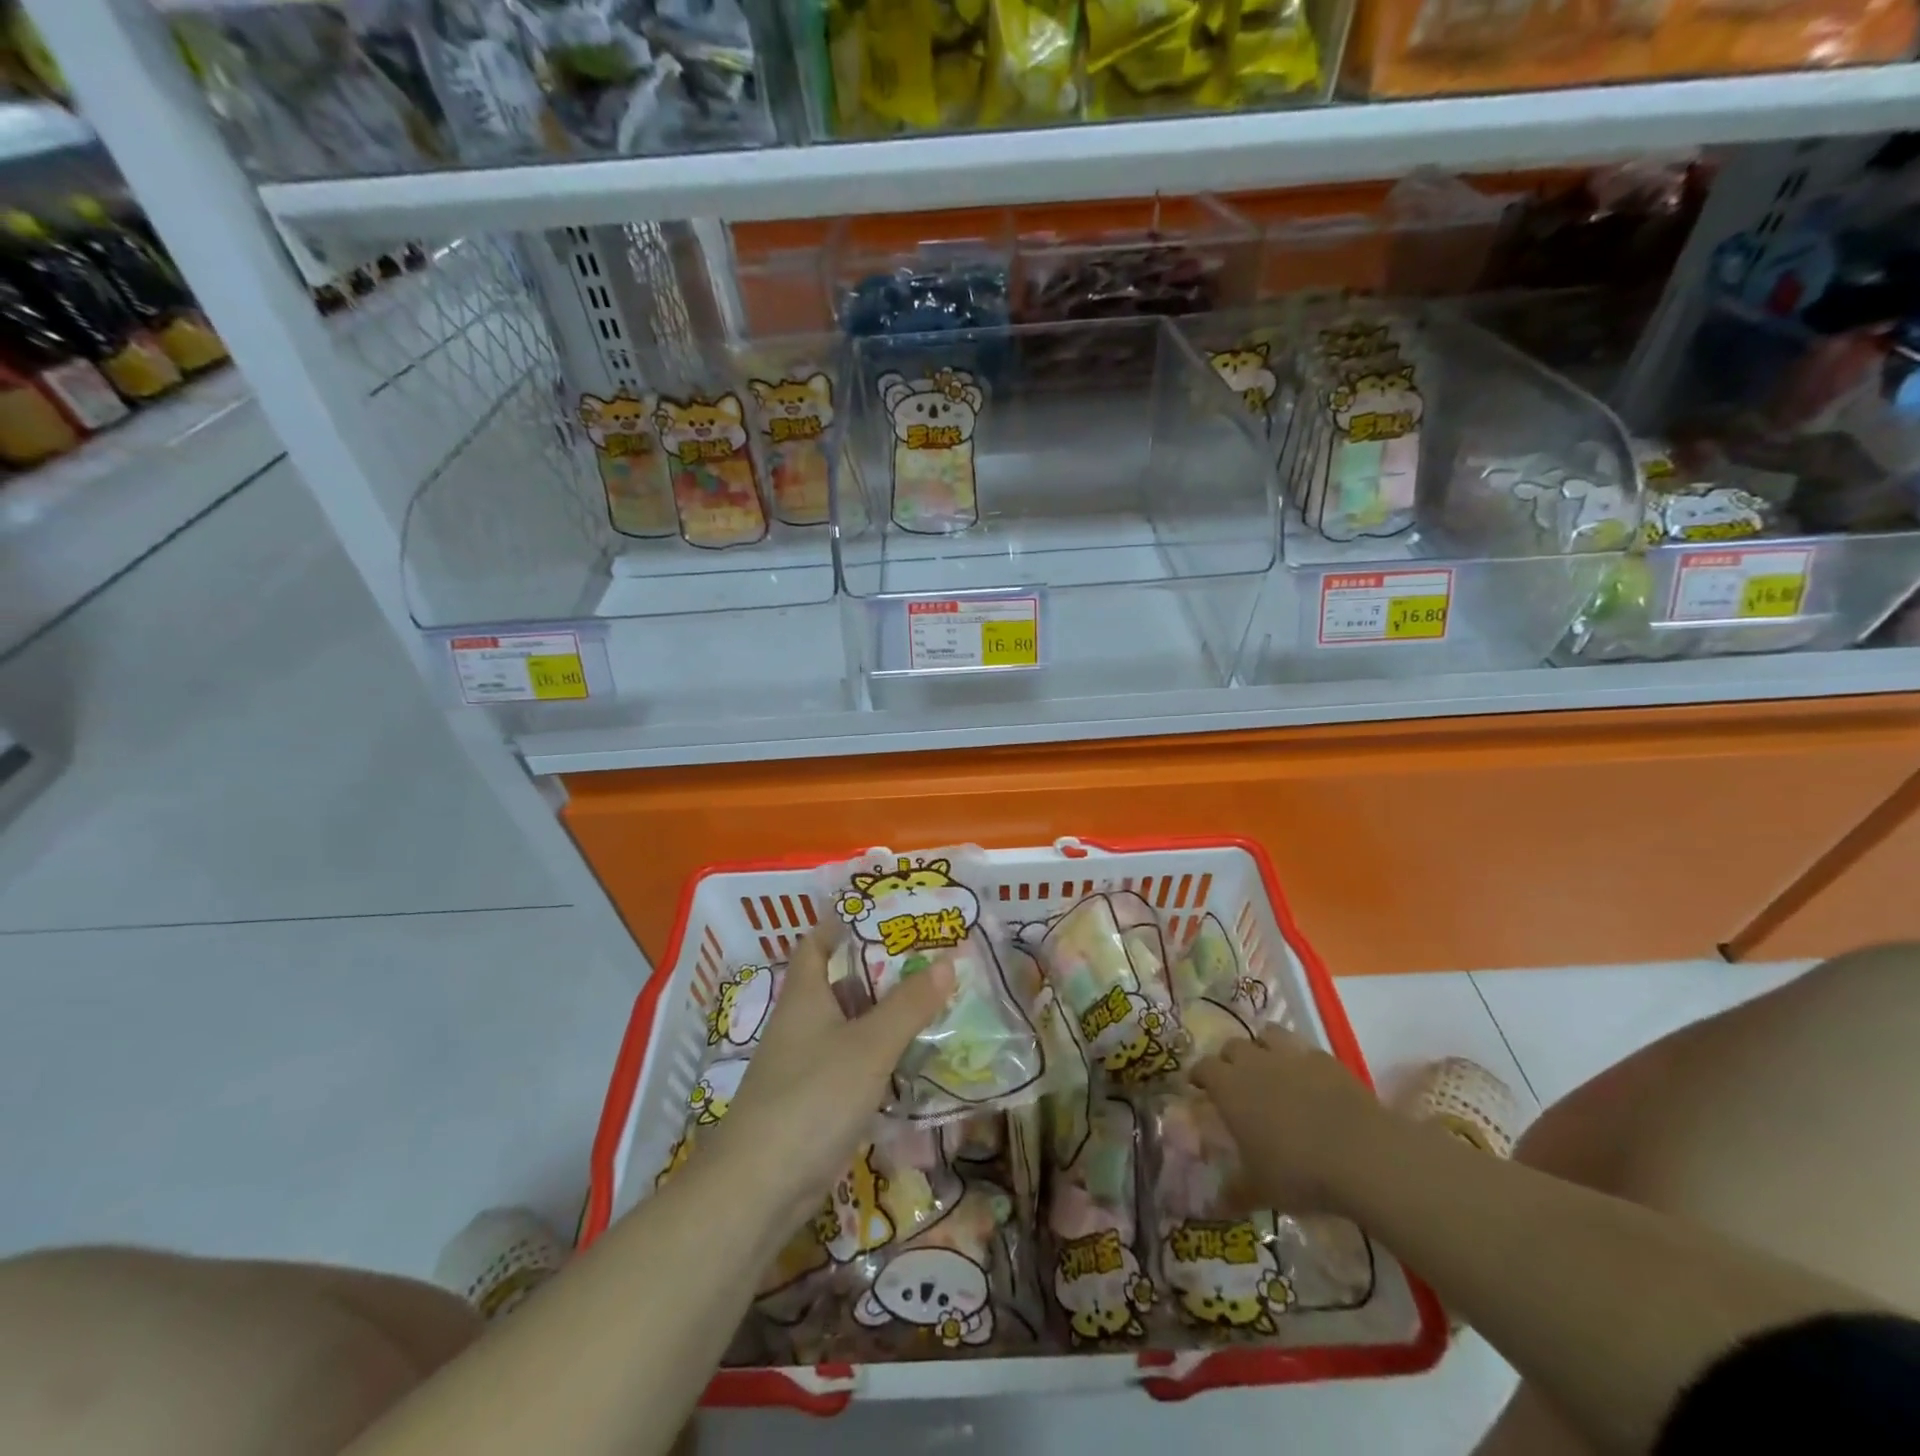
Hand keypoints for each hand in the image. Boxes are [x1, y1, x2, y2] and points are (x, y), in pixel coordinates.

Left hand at [703, 925, 953, 1226]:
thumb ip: (909, 1004)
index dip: (842, 923)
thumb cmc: (813, 1096)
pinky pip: (854, 1066)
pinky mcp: (815, 1103)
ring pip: (852, 1028)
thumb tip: (948, 959)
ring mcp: (806, 1066)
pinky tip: (916, 1063)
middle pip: (842, 984)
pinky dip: (881, 1060)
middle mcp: (803, 1024)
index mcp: (806, 996)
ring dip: (887, 1018)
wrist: (760, 1187)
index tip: (882, 913)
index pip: (817, 943)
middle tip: (931, 959)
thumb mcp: (870, 1045)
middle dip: (883, 973)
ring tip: (936, 1004)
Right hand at [1193, 1026, 1400, 1213]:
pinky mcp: (1325, 1060)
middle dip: (1230, 1060)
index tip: (1199, 1086)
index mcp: (1229, 1088)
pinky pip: (1303, 1050)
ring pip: (1266, 1035)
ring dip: (1263, 1048)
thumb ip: (1235, 1192)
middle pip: (1232, 1047)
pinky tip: (1309, 1081)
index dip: (1199, 1075)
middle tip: (1236, 1082)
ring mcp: (1291, 1056)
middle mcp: (1254, 1062)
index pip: (1203, 1068)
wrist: (1361, 1155)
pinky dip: (1300, 1060)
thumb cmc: (1298, 1172)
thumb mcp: (1261, 1190)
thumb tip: (1214, 1207)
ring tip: (1270, 1069)